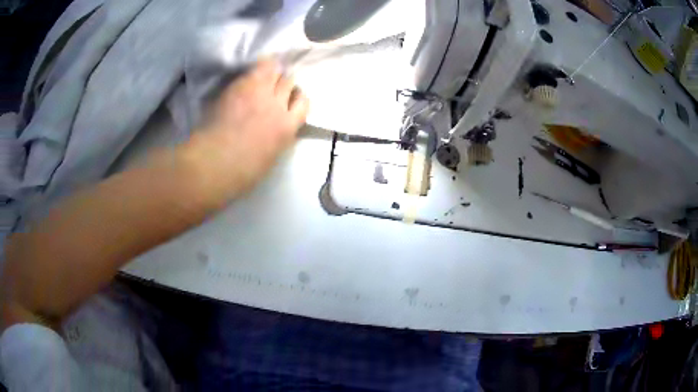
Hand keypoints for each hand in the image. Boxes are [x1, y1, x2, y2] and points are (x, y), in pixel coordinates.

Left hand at [191, 60, 309, 197]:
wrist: (215, 161)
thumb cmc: (241, 171)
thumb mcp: (270, 156)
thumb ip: (278, 137)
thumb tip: (280, 128)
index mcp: (287, 128)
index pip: (304, 103)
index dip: (297, 98)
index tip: (290, 99)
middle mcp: (278, 105)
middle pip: (289, 82)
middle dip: (283, 82)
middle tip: (272, 86)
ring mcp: (260, 93)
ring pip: (275, 70)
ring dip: (270, 72)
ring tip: (260, 75)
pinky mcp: (242, 85)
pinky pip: (256, 67)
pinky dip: (255, 68)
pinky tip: (249, 72)